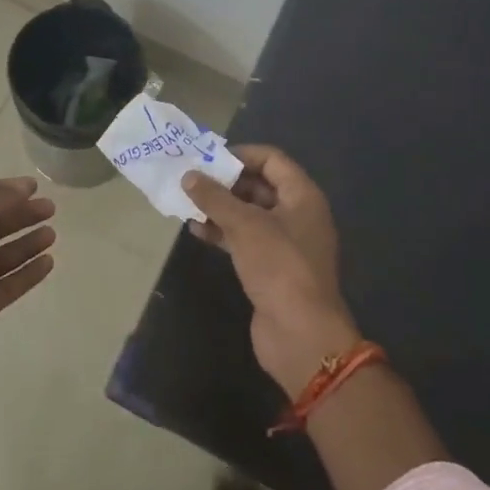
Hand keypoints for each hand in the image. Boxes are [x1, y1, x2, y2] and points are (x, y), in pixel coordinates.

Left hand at [0, 176, 57, 384]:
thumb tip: (22, 187)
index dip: (5, 191)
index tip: (34, 186)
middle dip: (19, 216)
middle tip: (50, 209)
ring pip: (0, 258)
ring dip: (25, 244)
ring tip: (52, 234)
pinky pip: (6, 286)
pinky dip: (26, 274)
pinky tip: (48, 263)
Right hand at [182, 146, 362, 394]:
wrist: (301, 335)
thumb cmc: (279, 267)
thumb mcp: (245, 225)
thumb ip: (215, 197)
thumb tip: (189, 176)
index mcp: (302, 196)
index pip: (272, 160)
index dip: (241, 154)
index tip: (208, 158)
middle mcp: (297, 214)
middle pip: (259, 186)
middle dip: (225, 182)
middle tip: (191, 179)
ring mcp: (285, 243)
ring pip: (249, 214)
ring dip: (220, 208)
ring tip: (187, 203)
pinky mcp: (271, 268)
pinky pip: (245, 239)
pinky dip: (223, 232)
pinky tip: (196, 231)